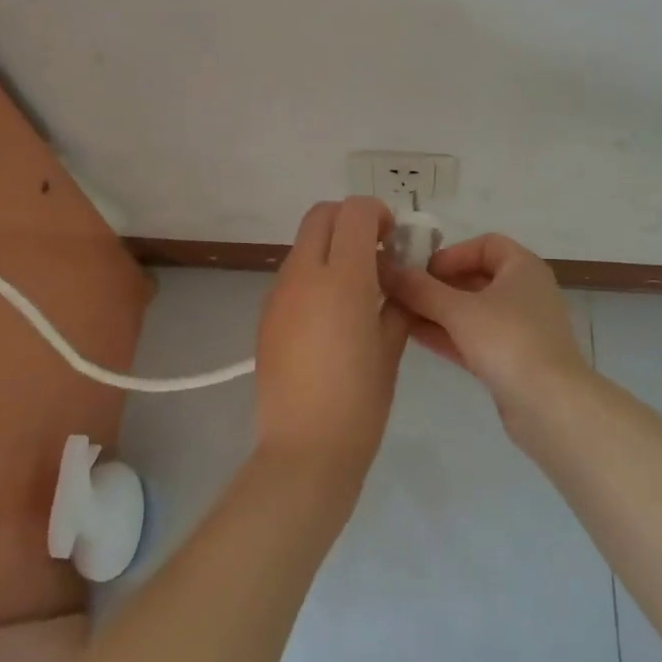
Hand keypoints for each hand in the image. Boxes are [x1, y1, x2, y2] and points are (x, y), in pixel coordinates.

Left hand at [254, 198, 408, 484]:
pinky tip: (329, 316)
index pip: (355, 211)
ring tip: (353, 289)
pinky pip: (292, 274)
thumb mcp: (391, 346)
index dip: (378, 213)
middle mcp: (304, 274)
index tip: (392, 240)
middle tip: (373, 253)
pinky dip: (313, 274)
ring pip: (304, 243)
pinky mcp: (265, 314)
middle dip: (350, 220)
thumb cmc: (360, 401)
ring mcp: (279, 293)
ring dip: (330, 248)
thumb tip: (395, 277)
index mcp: (342, 278)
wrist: (304, 450)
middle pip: (321, 214)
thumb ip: (395, 300)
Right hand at [383, 233, 588, 425]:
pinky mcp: (512, 360)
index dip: (451, 253)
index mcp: (522, 268)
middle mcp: (525, 292)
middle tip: (401, 293)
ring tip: (398, 314)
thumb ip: (419, 289)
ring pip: (472, 311)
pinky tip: (414, 336)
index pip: (485, 245)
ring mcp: (520, 328)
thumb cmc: (508, 341)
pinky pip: (474, 337)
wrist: (551, 407)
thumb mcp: (458, 310)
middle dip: (437, 285)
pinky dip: (448, 334)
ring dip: (438, 311)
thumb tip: (384, 268)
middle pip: (475, 278)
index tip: (422, 269)